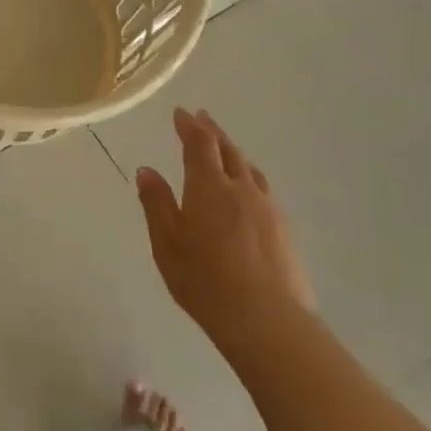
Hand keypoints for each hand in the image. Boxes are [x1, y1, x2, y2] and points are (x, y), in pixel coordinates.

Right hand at [135, 109, 313, 357]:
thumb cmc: (204, 280)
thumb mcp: (166, 243)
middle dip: (212, 131)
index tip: (181, 112)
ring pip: (249, 168)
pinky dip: (248, 176)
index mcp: (208, 187)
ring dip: (233, 152)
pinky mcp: (283, 228)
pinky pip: (262, 189)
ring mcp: (267, 207)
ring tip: (224, 148)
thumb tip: (147, 170)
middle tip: (202, 118)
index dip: (190, 126)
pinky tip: (247, 190)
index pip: (199, 144)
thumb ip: (157, 203)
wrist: (266, 318)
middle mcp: (240, 188)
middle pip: (228, 150)